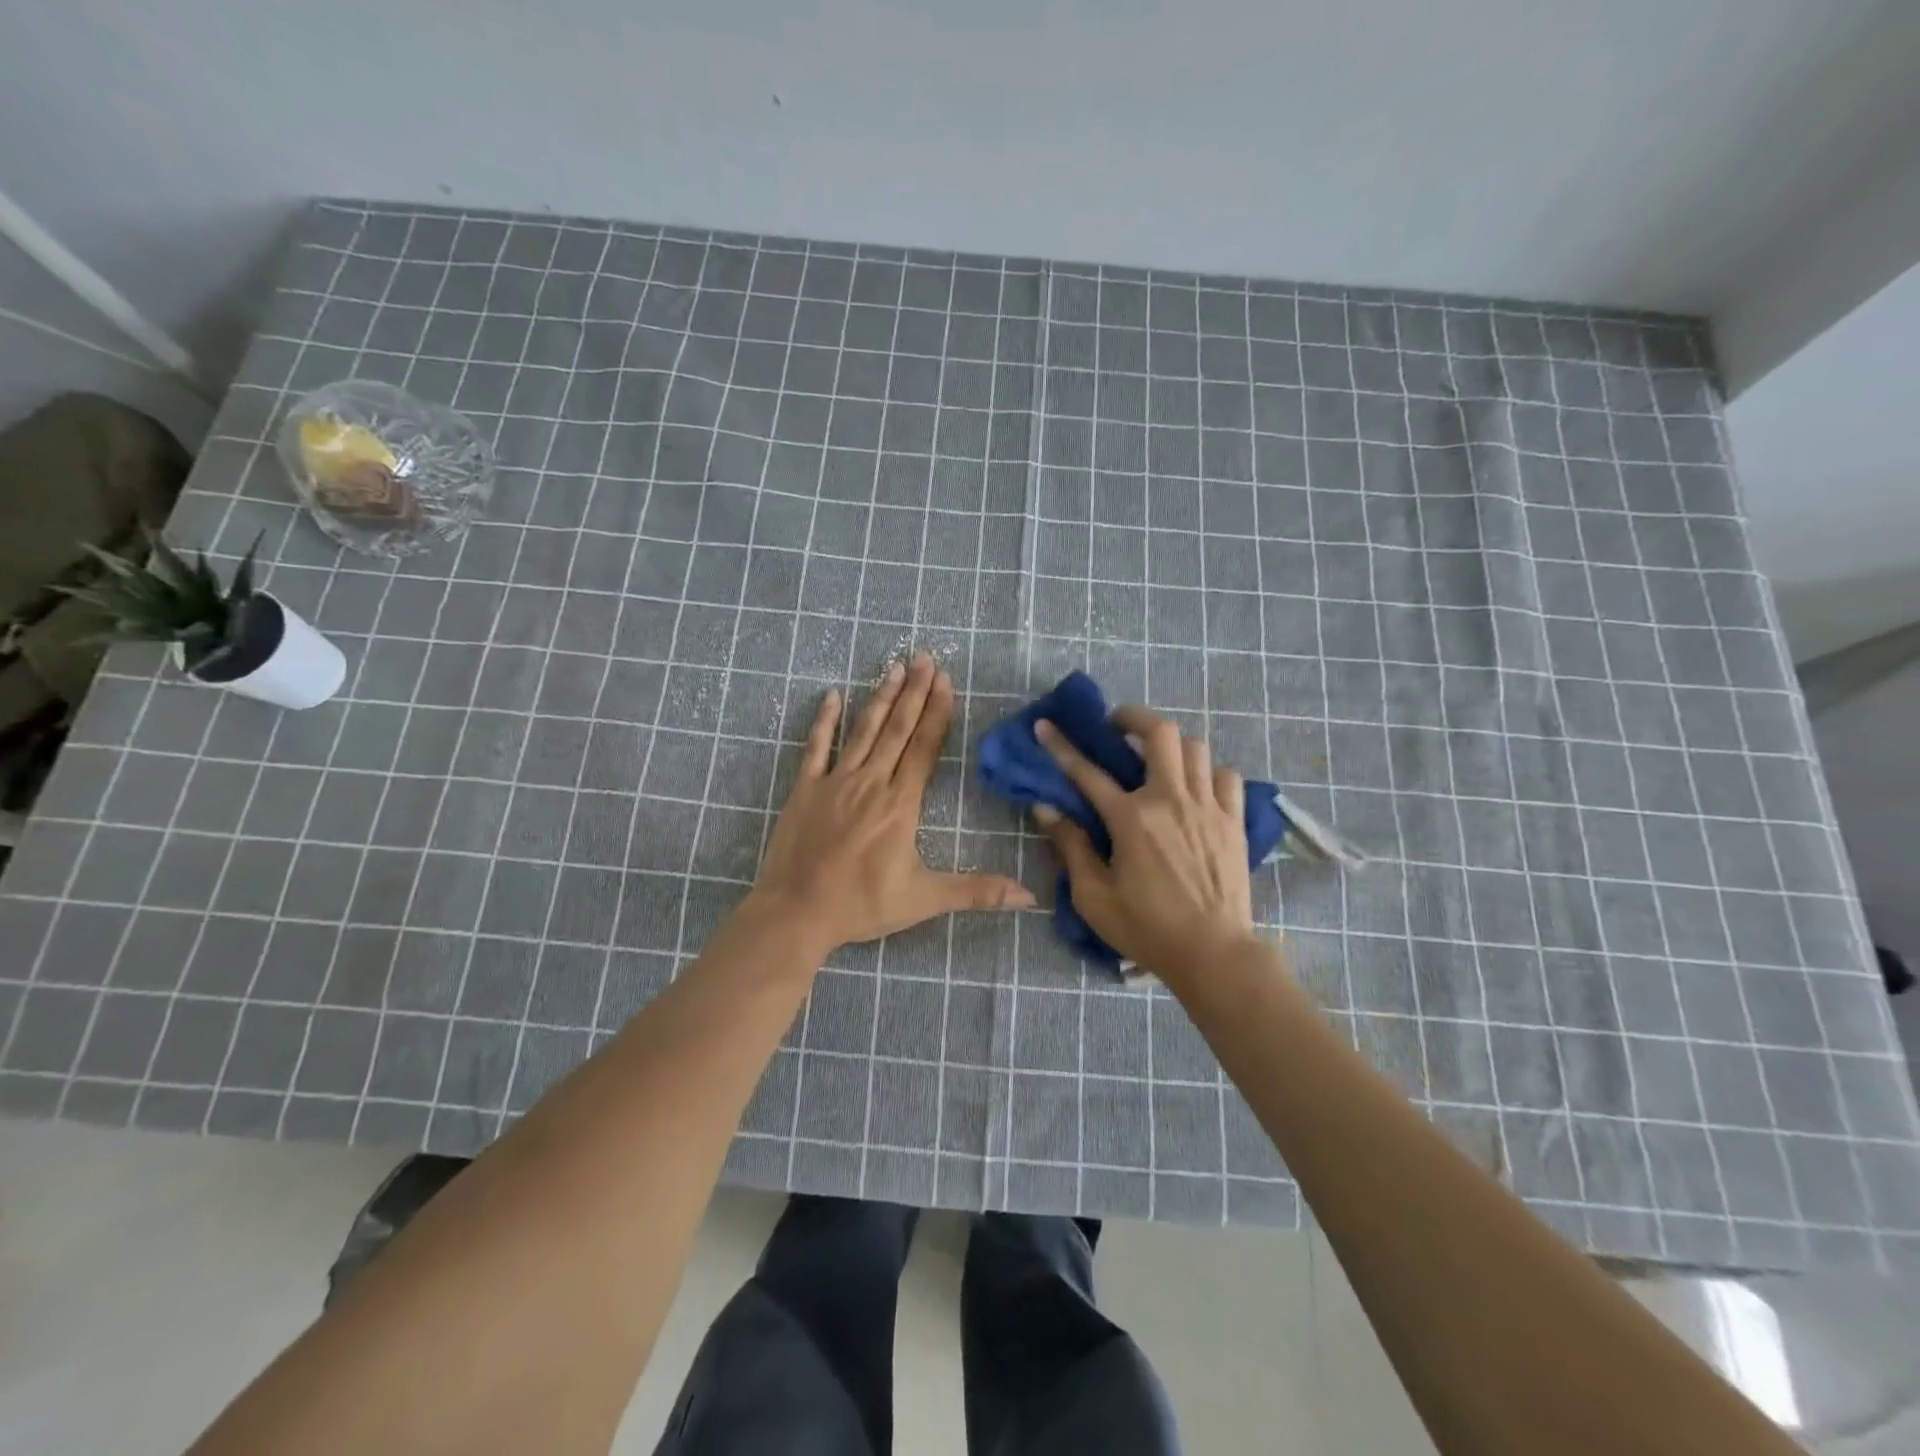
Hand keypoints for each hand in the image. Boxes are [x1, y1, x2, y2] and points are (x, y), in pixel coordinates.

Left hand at [749, 652, 1033, 952]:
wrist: (796, 913)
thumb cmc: (861, 905)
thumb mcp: (924, 900)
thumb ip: (977, 892)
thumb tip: (1028, 896)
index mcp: (900, 804)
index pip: (924, 748)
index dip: (938, 713)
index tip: (946, 681)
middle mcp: (870, 782)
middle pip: (897, 729)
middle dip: (915, 692)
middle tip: (925, 657)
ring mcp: (834, 782)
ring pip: (863, 731)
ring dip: (881, 697)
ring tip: (895, 667)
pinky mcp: (805, 789)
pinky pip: (815, 747)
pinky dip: (824, 721)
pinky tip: (832, 696)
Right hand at [1033, 707, 1256, 979]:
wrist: (1214, 952)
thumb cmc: (1146, 928)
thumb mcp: (1094, 896)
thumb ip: (1071, 847)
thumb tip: (1046, 808)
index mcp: (1131, 818)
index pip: (1087, 771)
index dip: (1062, 746)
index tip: (1045, 725)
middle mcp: (1170, 799)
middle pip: (1159, 733)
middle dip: (1133, 717)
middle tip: (1118, 727)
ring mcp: (1208, 806)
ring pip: (1195, 747)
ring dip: (1171, 744)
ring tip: (1157, 757)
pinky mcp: (1234, 820)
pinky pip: (1226, 776)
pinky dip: (1208, 772)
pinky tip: (1196, 787)